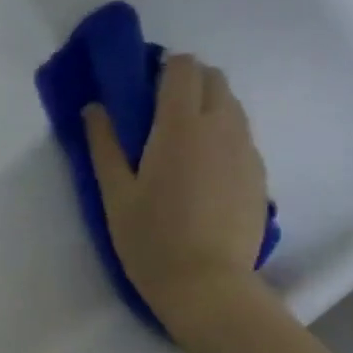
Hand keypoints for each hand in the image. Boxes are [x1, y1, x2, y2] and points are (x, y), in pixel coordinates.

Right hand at [84, 54, 269, 325]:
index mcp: (181, 125)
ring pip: (232, 106)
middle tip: (158, 116)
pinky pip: (241, 136)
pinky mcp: (259, 173)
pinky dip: (222, 137)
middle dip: (187, 82)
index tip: (142, 88)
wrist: (208, 285)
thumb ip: (104, 145)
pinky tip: (203, 174)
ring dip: (207, 107)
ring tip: (181, 146)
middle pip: (213, 78)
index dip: (162, 67)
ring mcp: (246, 149)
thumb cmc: (151, 240)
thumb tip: (94, 108)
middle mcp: (221, 126)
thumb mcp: (116, 194)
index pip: (182, 67)